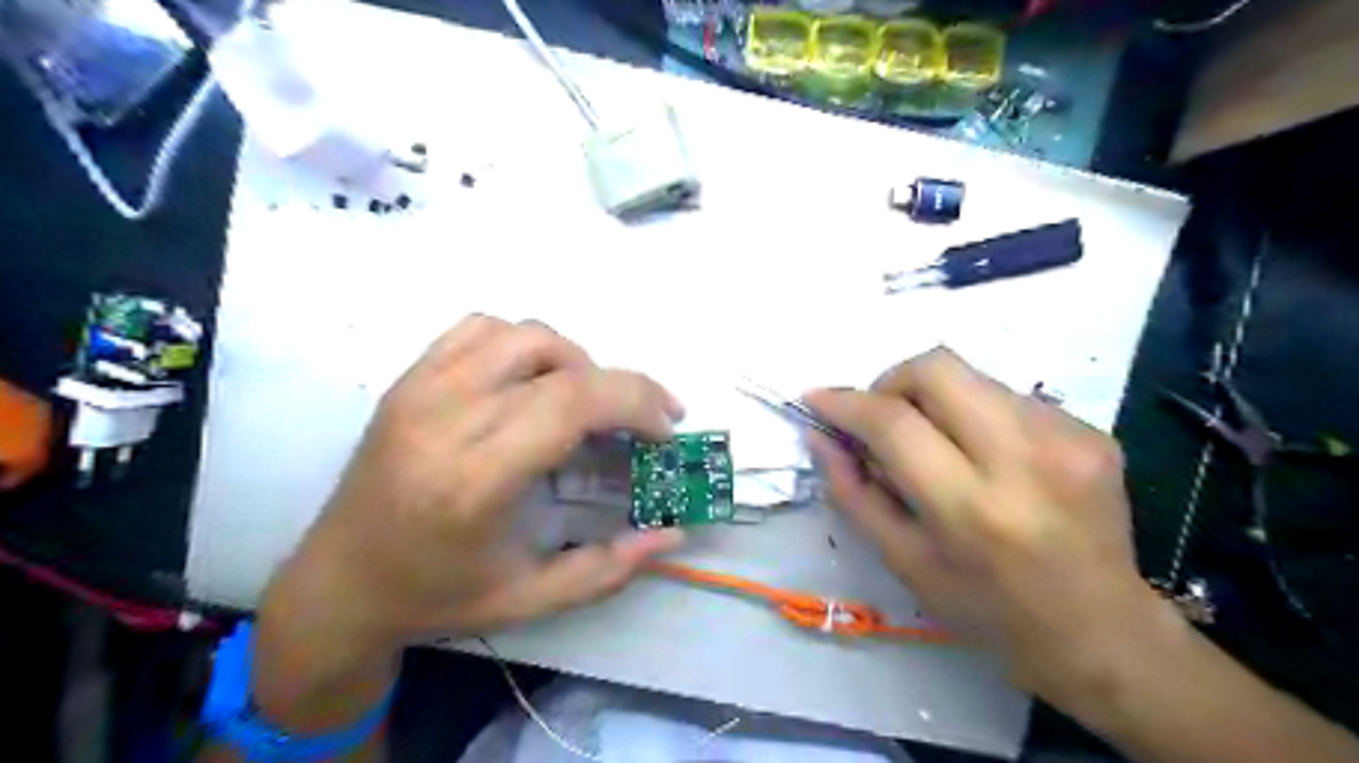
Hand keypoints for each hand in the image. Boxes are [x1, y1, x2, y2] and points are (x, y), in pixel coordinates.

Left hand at [247, 316, 684, 733]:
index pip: (571, 403)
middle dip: (624, 386)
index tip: (664, 430)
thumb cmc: (435, 596)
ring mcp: (421, 390)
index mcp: (475, 480)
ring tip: (587, 403)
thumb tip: (673, 535)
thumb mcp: (530, 599)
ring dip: (575, 362)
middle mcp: (447, 419)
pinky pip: (480, 329)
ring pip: (525, 334)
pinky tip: (532, 381)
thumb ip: (607, 568)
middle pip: (560, 364)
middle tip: (646, 421)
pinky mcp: (408, 379)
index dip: (635, 403)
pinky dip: (524, 344)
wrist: (337, 583)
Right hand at [805, 345, 1168, 703]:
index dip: (845, 402)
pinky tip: (988, 459)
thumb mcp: (904, 561)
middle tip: (883, 418)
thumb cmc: (988, 610)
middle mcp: (1024, 459)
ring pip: (974, 376)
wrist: (1103, 633)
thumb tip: (820, 436)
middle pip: (938, 368)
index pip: (894, 422)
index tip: (817, 398)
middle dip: (893, 381)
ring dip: (937, 400)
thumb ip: (854, 492)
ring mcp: (1068, 439)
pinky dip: (979, 416)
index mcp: (970, 507)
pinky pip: (1010, 397)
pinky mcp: (1093, 432)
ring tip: (939, 446)